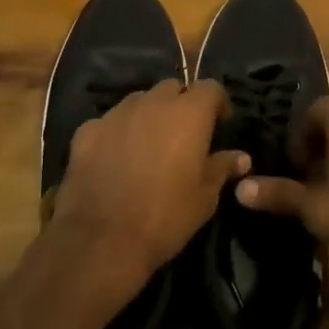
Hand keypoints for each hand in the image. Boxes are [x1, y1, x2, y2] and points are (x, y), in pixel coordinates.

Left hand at [49, 79, 249, 298]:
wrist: (102, 240)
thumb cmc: (166, 217)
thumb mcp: (205, 197)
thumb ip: (222, 168)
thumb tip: (241, 157)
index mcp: (188, 113)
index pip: (210, 87)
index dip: (218, 103)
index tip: (219, 124)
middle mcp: (152, 103)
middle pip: (172, 88)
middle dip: (181, 104)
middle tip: (184, 135)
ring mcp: (115, 114)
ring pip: (139, 101)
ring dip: (148, 115)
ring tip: (148, 145)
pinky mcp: (86, 131)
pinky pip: (108, 123)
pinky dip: (116, 134)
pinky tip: (114, 160)